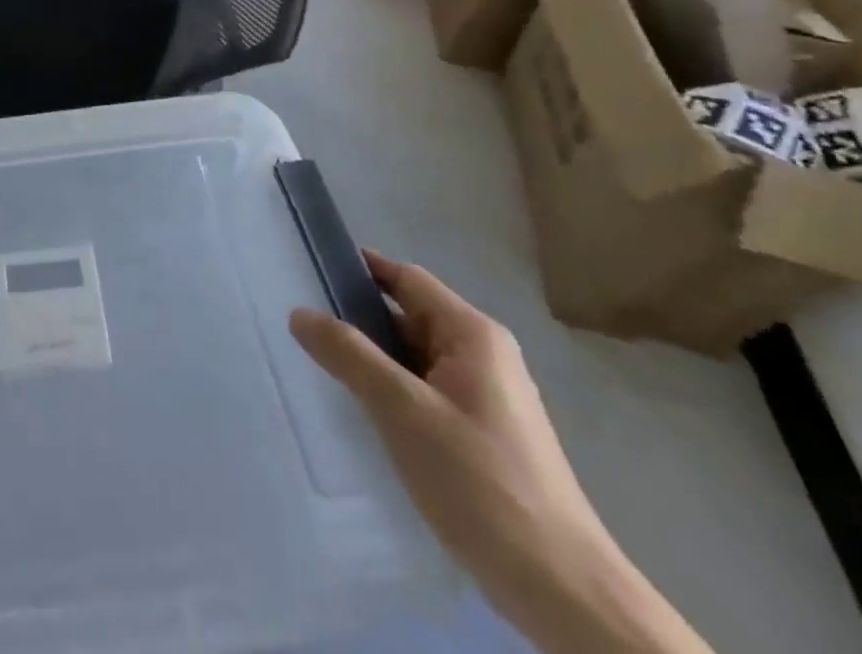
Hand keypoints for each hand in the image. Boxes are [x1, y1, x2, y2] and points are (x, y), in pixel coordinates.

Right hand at [290, 252, 711, 653]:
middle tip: (302, 325)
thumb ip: (348, 354)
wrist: (562, 593)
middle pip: (408, 316)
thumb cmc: (481, 483)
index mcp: (473, 336)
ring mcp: (486, 398)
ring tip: (321, 366)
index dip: (359, 268)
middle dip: (357, 318)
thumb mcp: (402, 410)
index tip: (308, 269)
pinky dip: (391, 391)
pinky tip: (362, 413)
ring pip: (413, 358)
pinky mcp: (482, 435)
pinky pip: (424, 392)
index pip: (406, 278)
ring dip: (372, 359)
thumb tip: (299, 312)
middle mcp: (483, 356)